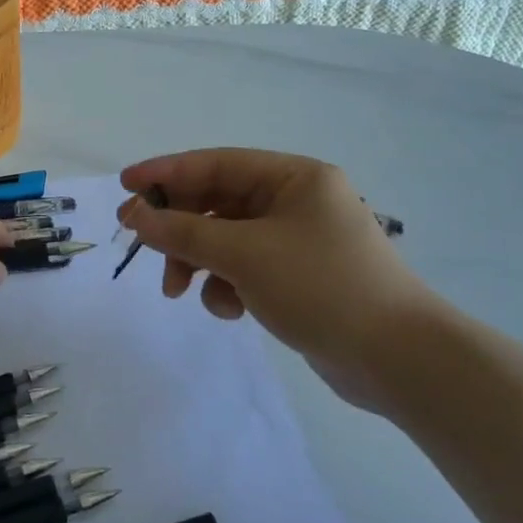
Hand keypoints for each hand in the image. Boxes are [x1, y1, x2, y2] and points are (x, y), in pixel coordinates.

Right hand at [118, 149, 438, 408]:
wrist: (398, 359)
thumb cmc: (321, 287)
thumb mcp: (244, 254)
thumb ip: (183, 232)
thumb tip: (135, 216)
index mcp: (294, 177)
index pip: (216, 163)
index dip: (166, 173)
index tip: (125, 184)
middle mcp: (297, 201)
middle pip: (218, 202)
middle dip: (179, 227)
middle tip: (140, 244)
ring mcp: (298, 241)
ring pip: (227, 239)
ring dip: (198, 261)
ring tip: (179, 290)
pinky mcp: (299, 277)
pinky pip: (246, 268)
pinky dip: (228, 285)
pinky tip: (230, 309)